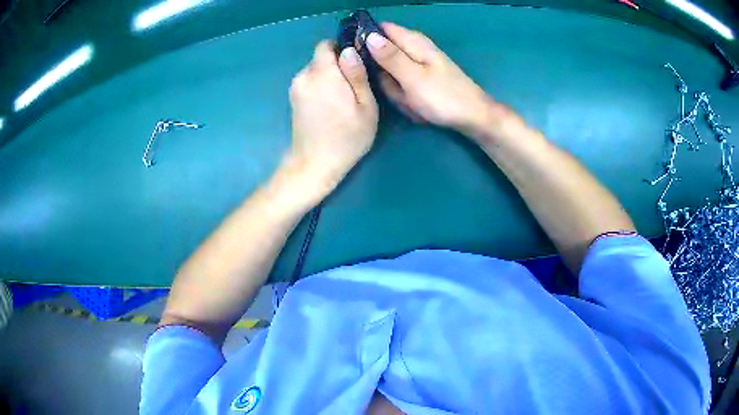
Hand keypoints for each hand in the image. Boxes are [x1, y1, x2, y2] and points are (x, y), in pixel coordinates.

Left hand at [288, 40, 377, 193]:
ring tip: (342, 100)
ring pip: (316, 70)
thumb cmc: (347, 138)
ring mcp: (295, 87)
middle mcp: (304, 76)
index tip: (356, 64)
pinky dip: (321, 87)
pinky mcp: (293, 98)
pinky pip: (310, 82)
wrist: (314, 164)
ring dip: (330, 78)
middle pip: (322, 58)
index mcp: (322, 74)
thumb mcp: (365, 106)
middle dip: (338, 66)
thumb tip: (350, 50)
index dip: (342, 49)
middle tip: (354, 87)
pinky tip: (329, 106)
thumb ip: (357, 74)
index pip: (326, 45)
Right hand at [367, 23, 510, 139]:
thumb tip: (368, 36)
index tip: (358, 59)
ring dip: (396, 90)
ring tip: (410, 101)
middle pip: (383, 55)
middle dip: (383, 74)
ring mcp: (418, 65)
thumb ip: (389, 56)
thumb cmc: (443, 97)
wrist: (473, 117)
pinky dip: (406, 97)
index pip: (380, 29)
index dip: (366, 39)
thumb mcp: (412, 77)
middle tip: (395, 89)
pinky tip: (416, 106)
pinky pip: (402, 86)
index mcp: (413, 41)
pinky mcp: (422, 79)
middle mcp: (415, 48)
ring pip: (391, 74)